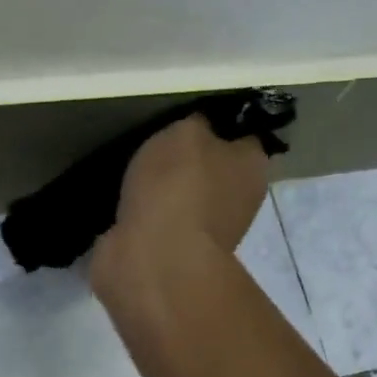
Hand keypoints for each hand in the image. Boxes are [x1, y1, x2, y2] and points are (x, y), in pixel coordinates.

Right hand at [94, 113, 268, 288]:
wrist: (153, 259)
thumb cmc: (180, 186)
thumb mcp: (187, 132)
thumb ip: (196, 125)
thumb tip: (199, 129)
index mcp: (253, 169)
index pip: (244, 138)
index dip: (220, 125)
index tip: (192, 116)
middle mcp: (238, 203)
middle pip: (214, 172)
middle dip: (189, 161)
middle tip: (157, 142)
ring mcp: (205, 234)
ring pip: (185, 200)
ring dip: (163, 191)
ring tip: (132, 169)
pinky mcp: (173, 255)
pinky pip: (159, 224)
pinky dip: (143, 216)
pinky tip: (123, 202)